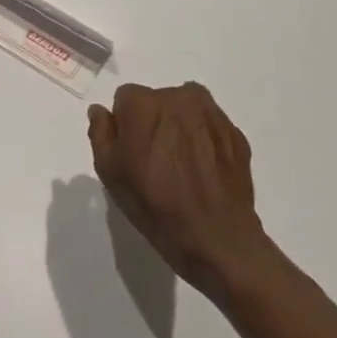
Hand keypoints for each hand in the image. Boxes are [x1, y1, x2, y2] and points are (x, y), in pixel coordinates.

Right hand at [86, 82, 274, 299]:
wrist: (216, 239)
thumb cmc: (154, 204)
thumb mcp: (110, 171)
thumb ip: (101, 132)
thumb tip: (101, 111)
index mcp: (144, 103)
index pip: (125, 99)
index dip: (124, 126)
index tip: (131, 152)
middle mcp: (179, 97)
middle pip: (157, 101)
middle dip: (153, 123)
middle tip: (155, 161)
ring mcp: (212, 114)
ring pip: (185, 110)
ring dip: (179, 128)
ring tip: (181, 166)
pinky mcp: (236, 134)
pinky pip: (209, 127)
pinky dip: (203, 141)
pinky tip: (202, 171)